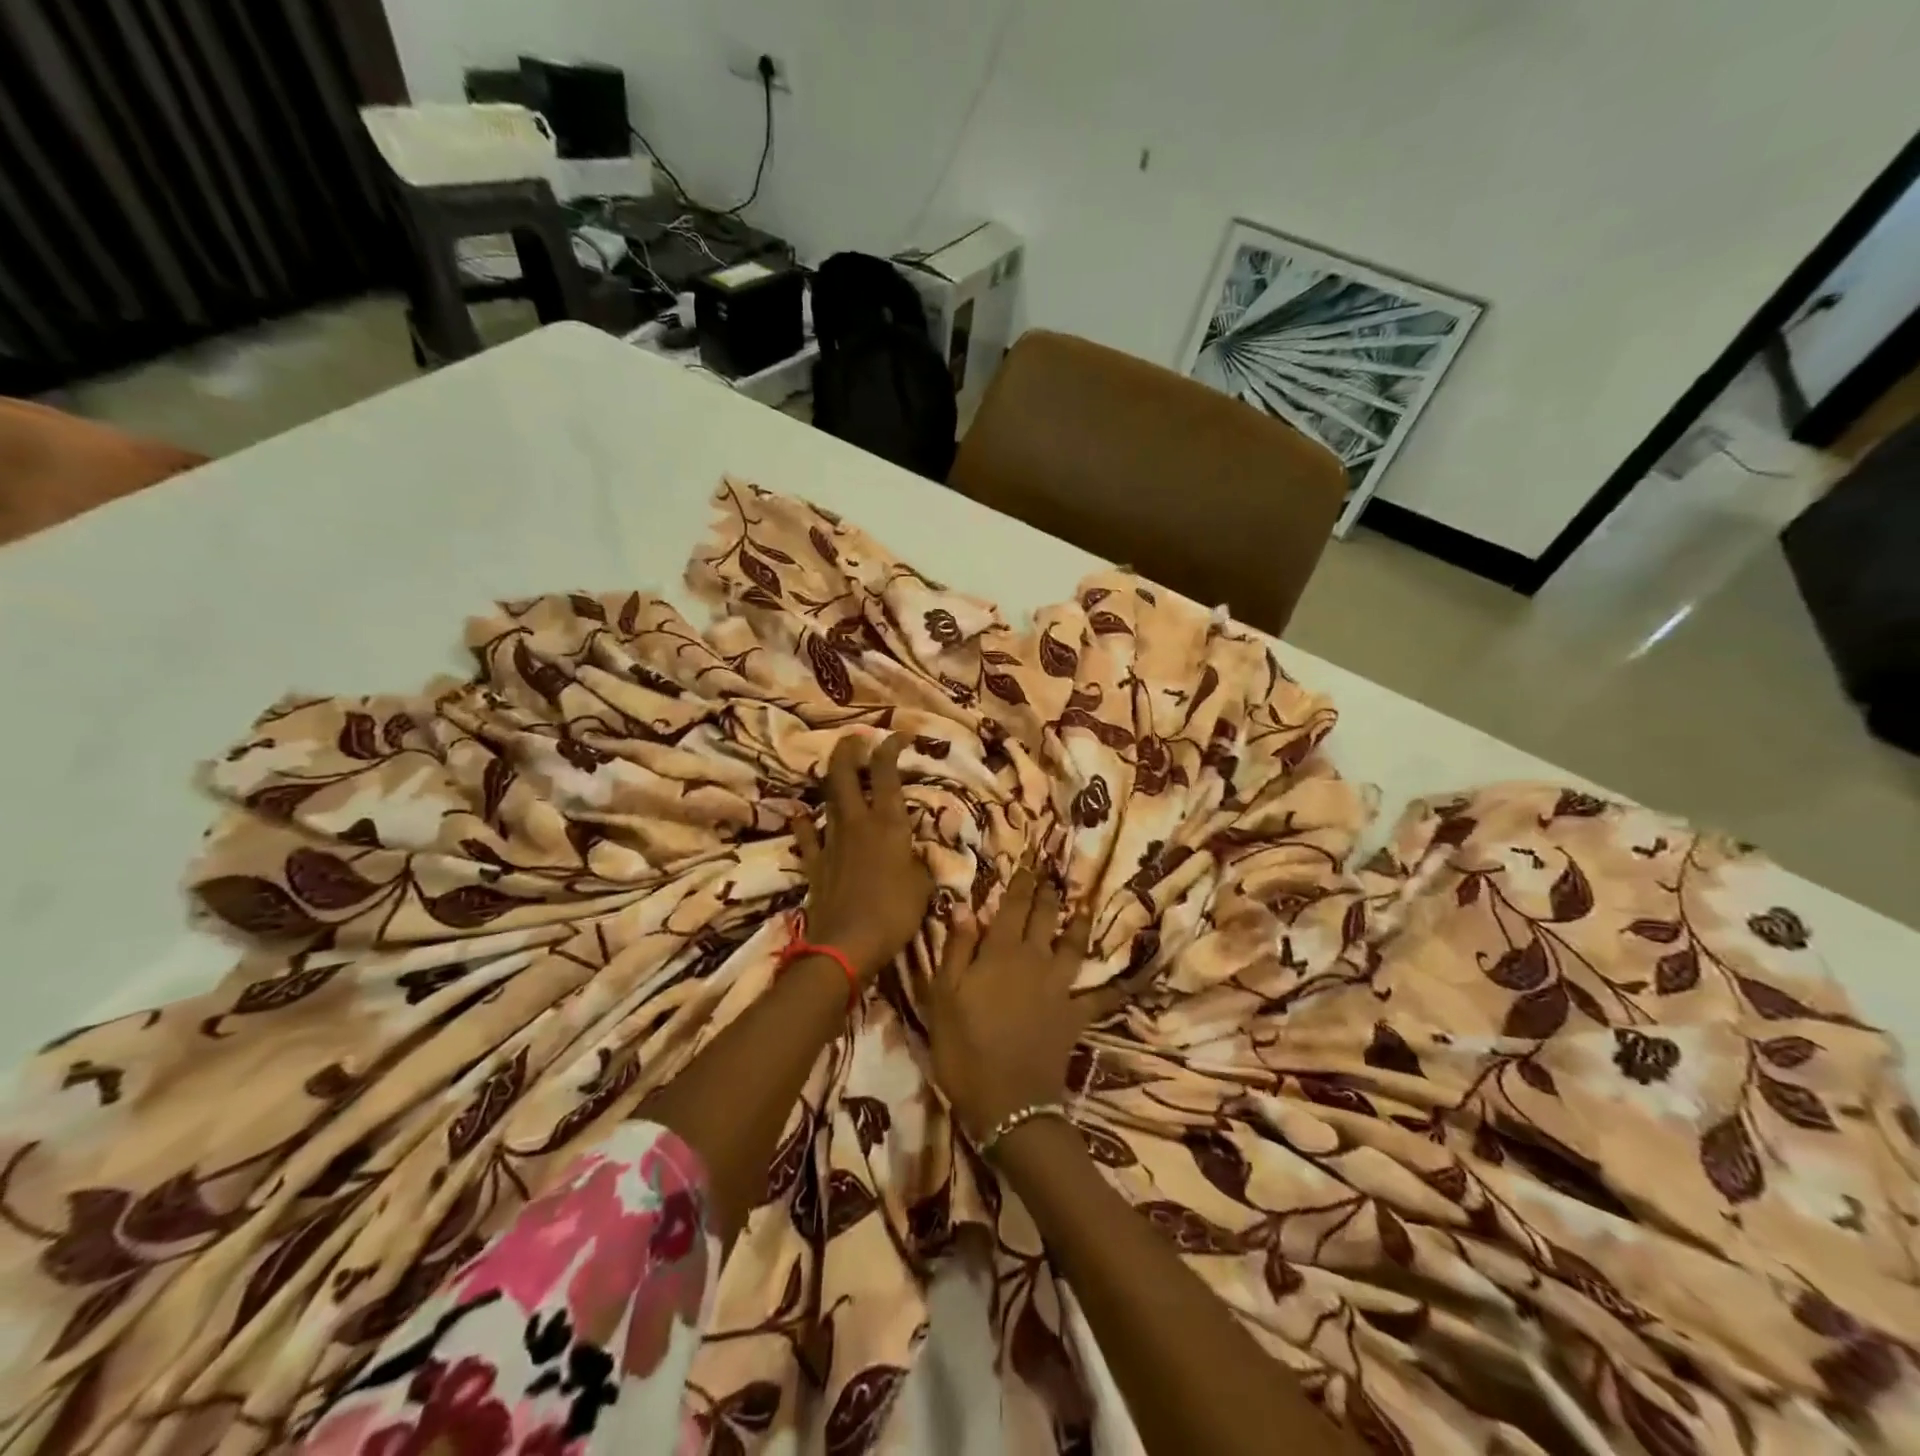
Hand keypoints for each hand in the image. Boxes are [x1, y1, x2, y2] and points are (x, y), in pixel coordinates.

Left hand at [794, 733, 932, 980]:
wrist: (846, 944)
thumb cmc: (894, 912)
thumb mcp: (923, 887)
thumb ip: (921, 864)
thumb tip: (919, 855)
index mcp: (888, 824)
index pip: (887, 774)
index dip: (891, 748)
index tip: (898, 736)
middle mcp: (857, 823)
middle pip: (845, 775)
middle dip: (849, 751)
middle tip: (854, 738)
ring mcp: (831, 841)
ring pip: (827, 800)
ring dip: (831, 780)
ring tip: (836, 768)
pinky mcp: (814, 864)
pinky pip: (807, 837)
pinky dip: (805, 824)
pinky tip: (801, 816)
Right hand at [925, 863, 1140, 1142]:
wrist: (1007, 1102)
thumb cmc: (964, 1047)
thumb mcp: (944, 996)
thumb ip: (956, 949)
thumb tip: (965, 907)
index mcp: (1000, 952)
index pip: (1011, 908)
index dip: (1019, 884)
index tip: (1027, 864)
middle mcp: (1034, 960)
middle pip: (1044, 919)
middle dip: (1047, 895)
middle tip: (1052, 876)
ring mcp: (1059, 988)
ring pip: (1073, 946)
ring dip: (1079, 924)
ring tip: (1084, 906)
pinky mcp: (1075, 1015)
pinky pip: (1100, 997)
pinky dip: (1116, 987)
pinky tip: (1131, 978)